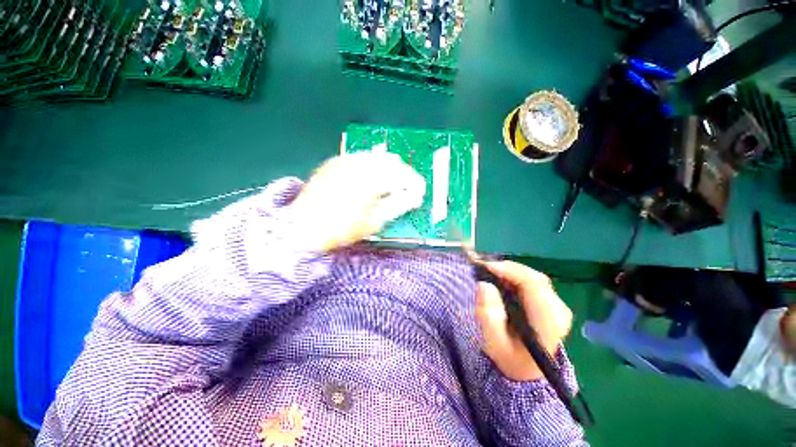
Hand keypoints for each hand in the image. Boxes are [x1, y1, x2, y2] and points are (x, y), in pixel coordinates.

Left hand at [291, 152, 425, 251]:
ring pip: (377, 158)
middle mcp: (360, 162)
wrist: (301, 226)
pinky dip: (372, 168)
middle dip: (403, 175)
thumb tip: (415, 198)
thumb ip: (397, 205)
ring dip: (388, 170)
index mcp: (372, 177)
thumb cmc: (341, 228)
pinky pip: (361, 159)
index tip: (420, 194)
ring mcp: (346, 159)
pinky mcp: (336, 162)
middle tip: (406, 191)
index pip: (403, 174)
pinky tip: (370, 181)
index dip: (415, 183)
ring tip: (389, 187)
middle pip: (392, 161)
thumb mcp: (374, 221)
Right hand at [475, 261, 572, 380]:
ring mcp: (557, 306)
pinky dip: (515, 277)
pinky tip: (501, 280)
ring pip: (533, 277)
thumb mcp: (494, 342)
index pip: (534, 285)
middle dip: (508, 269)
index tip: (487, 267)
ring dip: (510, 272)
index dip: (510, 270)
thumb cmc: (510, 357)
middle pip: (534, 278)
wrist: (527, 369)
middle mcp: (558, 311)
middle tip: (484, 268)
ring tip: (490, 274)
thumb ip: (488, 315)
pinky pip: (532, 282)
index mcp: (548, 322)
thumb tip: (483, 285)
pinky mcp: (551, 303)